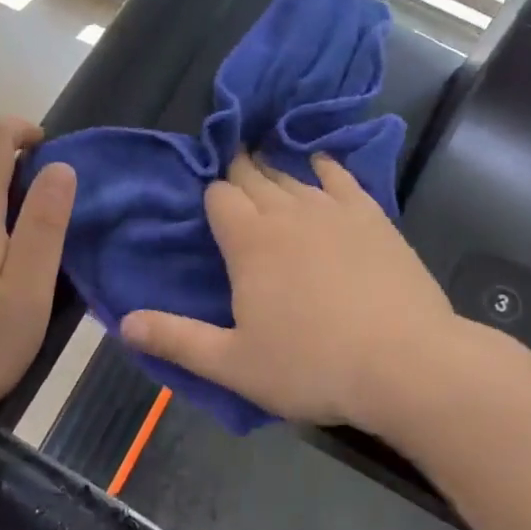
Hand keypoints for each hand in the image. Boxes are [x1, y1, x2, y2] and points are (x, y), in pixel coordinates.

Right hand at [122, 154, 464, 437]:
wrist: (406, 365)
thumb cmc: (311, 366)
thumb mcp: (233, 363)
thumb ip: (177, 340)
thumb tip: (123, 324)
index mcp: (249, 241)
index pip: (219, 196)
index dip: (209, 195)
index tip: (204, 203)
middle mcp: (288, 212)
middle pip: (254, 176)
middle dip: (236, 172)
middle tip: (227, 174)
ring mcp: (334, 211)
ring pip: (293, 175)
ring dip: (274, 169)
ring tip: (263, 165)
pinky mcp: (373, 218)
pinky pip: (342, 179)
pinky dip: (325, 167)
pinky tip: (320, 164)